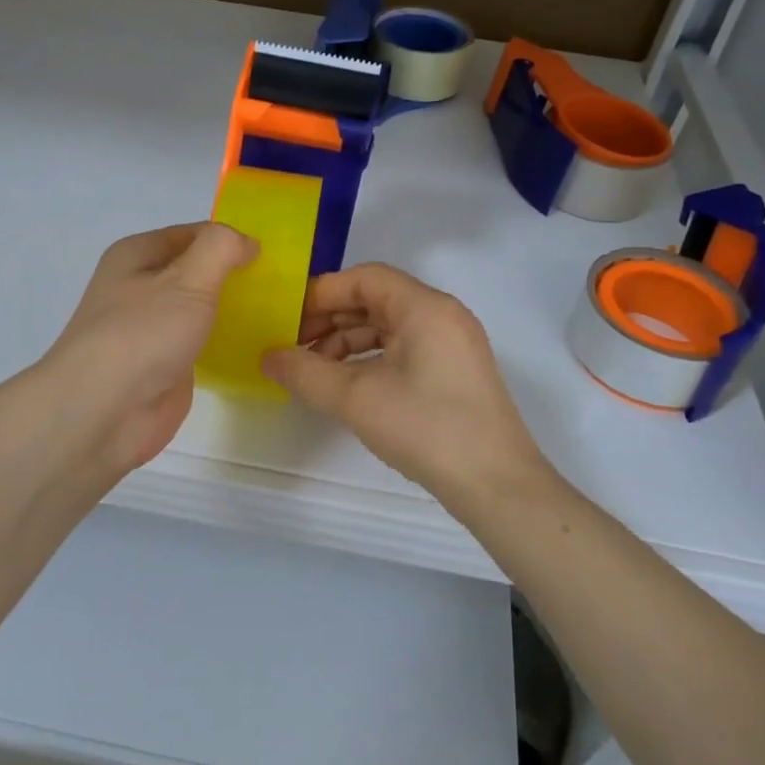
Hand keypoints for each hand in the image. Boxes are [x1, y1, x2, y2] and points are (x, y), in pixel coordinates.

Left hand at [33, 223, 256, 476]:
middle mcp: (140, 287)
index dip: (229, 240)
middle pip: (196, 271)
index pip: (192, 234)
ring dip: (232, 309)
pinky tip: (257, 345)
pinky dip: (225, 341)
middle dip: (233, 275)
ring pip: (200, 309)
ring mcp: (151, 329)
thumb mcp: (188, 278)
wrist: (103, 413)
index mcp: (136, 255)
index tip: (270, 255)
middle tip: (280, 285)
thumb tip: (246, 242)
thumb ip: (221, 248)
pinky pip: (201, 343)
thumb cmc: (142, 333)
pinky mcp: (164, 365)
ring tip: (277, 312)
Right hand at [261, 264, 551, 507]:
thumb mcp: (356, 399)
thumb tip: (267, 357)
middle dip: (330, 319)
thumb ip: (305, 373)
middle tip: (291, 344)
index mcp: (424, 306)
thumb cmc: (426, 428)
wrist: (496, 485)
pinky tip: (345, 385)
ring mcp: (452, 343)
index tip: (286, 318)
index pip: (364, 278)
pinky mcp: (454, 371)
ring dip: (347, 342)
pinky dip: (370, 359)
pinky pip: (403, 348)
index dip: (321, 294)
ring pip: (388, 326)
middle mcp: (441, 315)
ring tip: (312, 370)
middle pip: (375, 299)